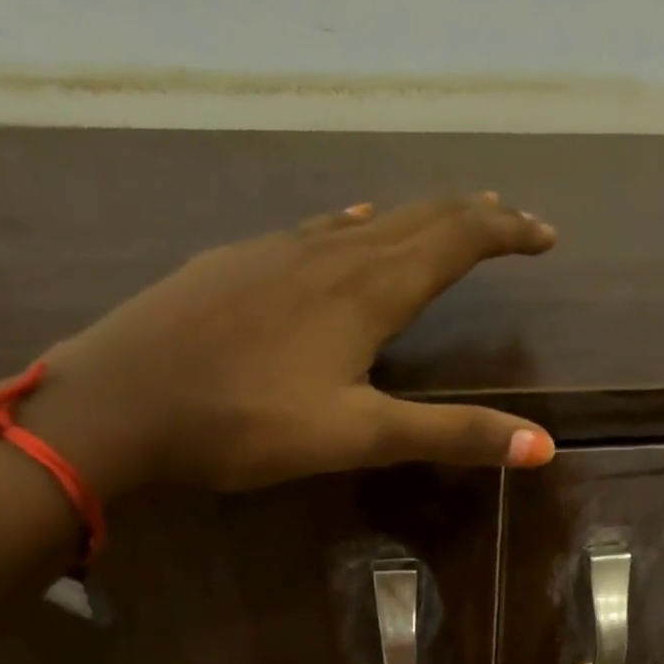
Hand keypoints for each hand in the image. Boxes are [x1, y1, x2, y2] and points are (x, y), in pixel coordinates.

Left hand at [23, 195, 558, 495]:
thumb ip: (450, 434)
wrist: (117, 403)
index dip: (508, 232)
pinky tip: (349, 229)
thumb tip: (543, 445)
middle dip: (473, 218)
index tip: (545, 237)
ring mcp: (277, 250)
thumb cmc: (245, 423)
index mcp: (368, 288)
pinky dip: (358, 227)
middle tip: (510, 223)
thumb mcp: (358, 436)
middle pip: (418, 217)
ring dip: (419, 221)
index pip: (458, 239)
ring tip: (447, 225)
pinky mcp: (237, 263)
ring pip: (368, 220)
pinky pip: (318, 229)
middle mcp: (330, 252)